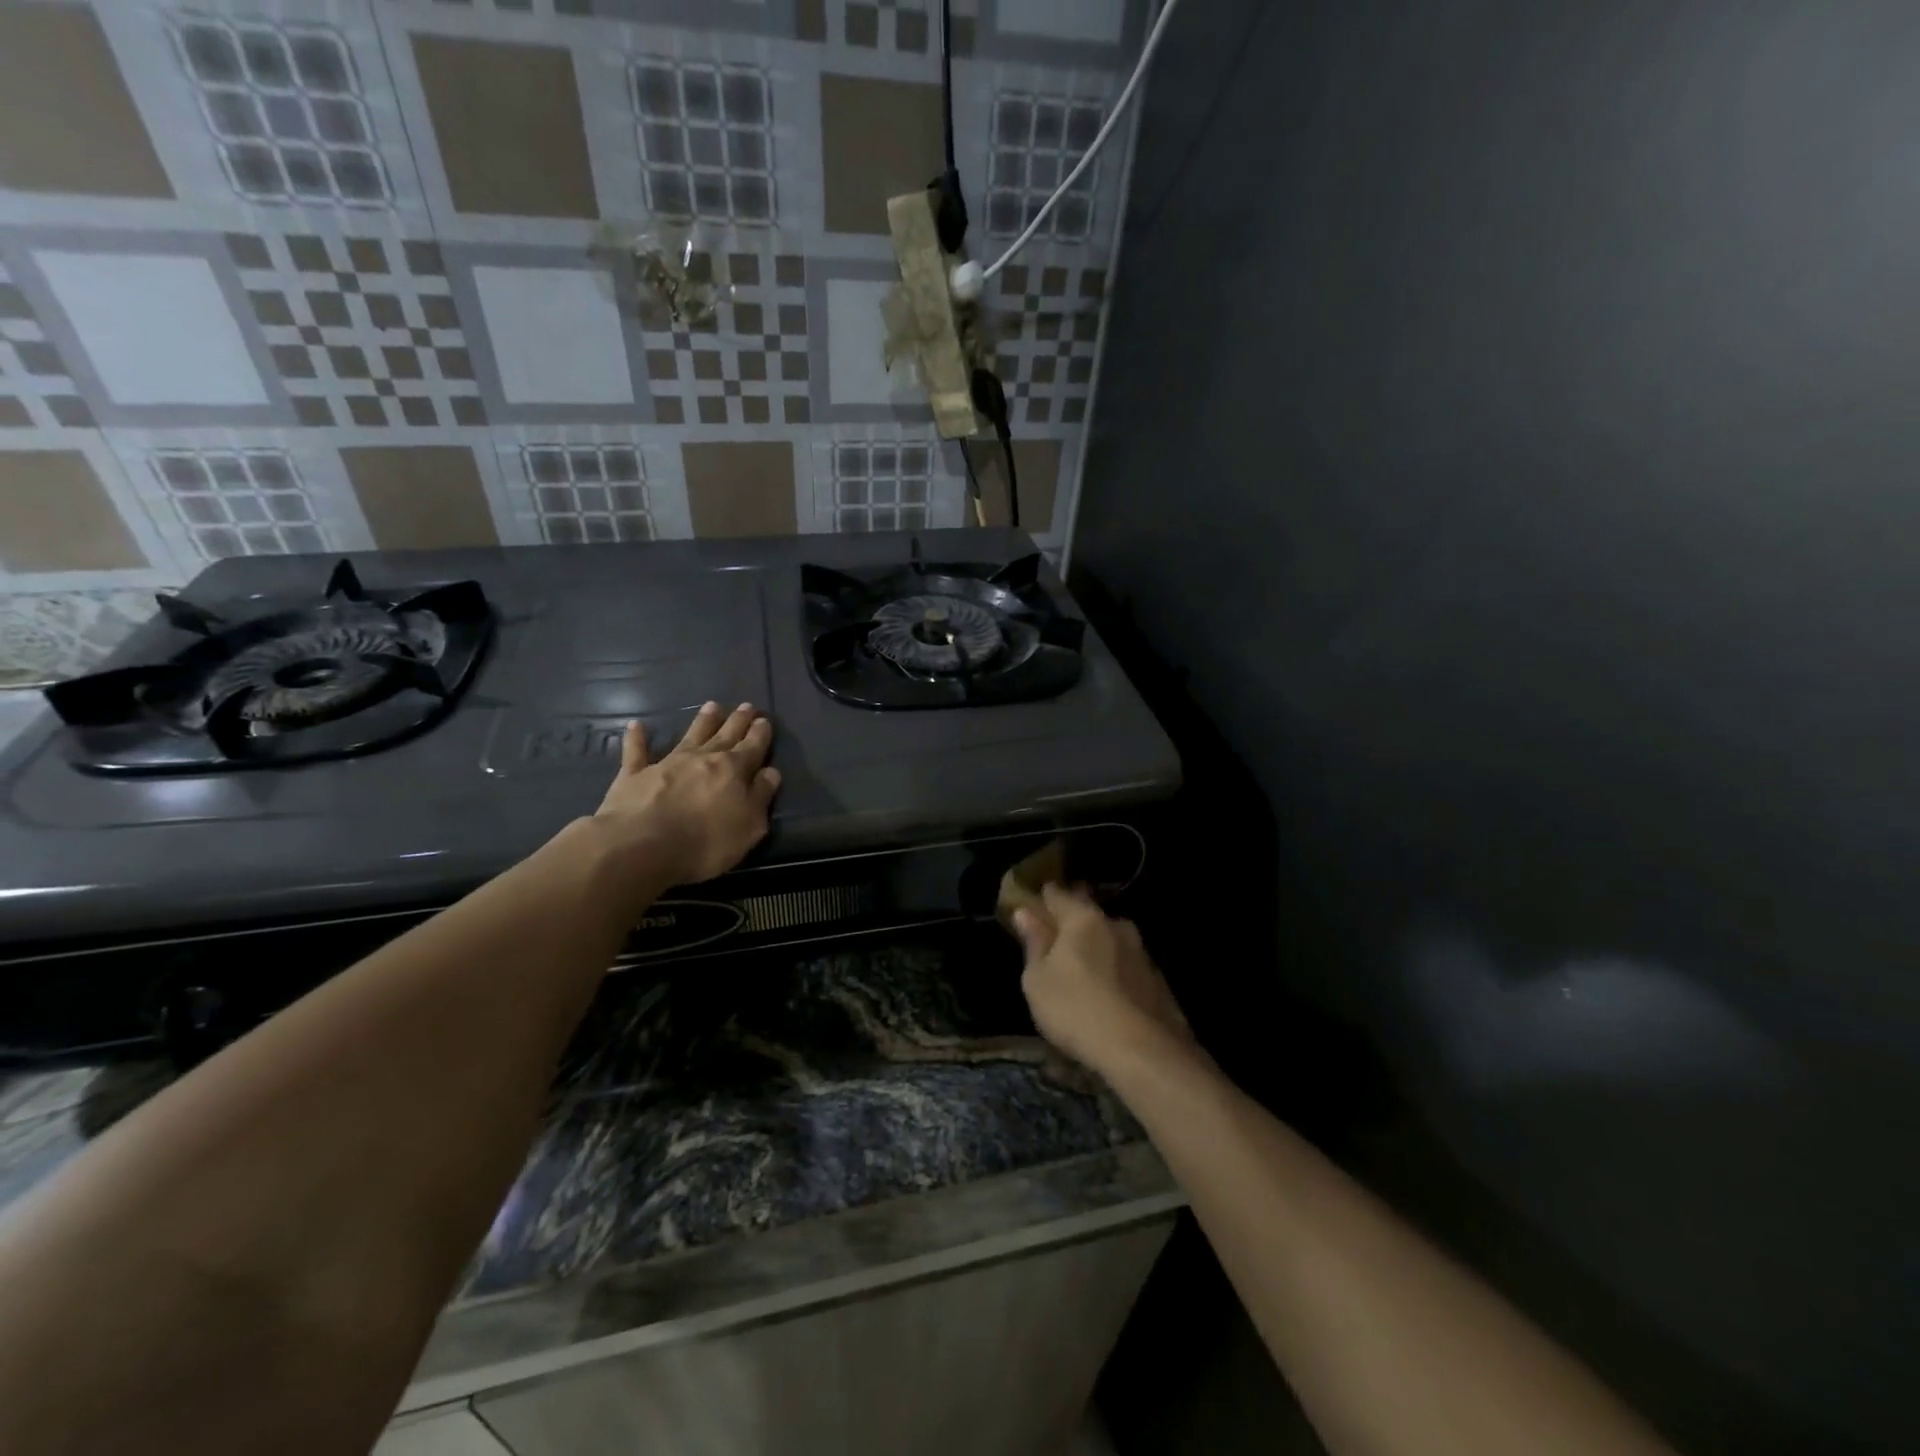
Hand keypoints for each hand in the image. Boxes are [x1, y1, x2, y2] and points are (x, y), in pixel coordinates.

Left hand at [593, 702, 780, 887]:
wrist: (642, 845)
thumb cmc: (705, 841)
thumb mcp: (749, 826)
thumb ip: (761, 796)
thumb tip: (771, 772)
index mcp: (734, 770)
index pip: (753, 747)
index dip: (760, 734)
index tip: (765, 720)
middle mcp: (703, 758)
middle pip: (725, 735)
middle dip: (738, 721)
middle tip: (746, 706)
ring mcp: (668, 763)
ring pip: (690, 735)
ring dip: (702, 721)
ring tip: (712, 705)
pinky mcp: (635, 774)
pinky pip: (637, 751)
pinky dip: (636, 738)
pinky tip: (636, 726)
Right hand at [1012, 885, 1196, 1079]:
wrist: (1143, 1052)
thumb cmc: (1076, 1009)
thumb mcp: (1038, 980)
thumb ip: (1034, 943)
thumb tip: (1025, 913)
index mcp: (1083, 919)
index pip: (1057, 894)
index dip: (1042, 898)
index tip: (1031, 907)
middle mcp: (1116, 925)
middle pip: (1088, 914)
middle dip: (1072, 922)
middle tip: (1055, 939)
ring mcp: (1142, 952)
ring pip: (1111, 940)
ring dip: (1096, 949)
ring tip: (1082, 971)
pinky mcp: (1158, 980)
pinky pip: (1127, 967)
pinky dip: (1114, 973)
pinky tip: (1107, 994)